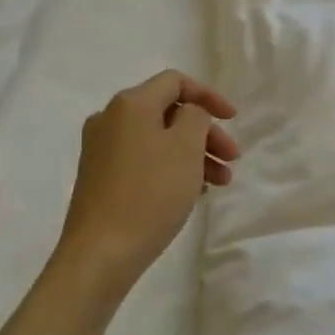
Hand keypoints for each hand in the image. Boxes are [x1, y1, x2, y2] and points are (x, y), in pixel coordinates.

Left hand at [56, 70, 238, 292]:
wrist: (101, 252)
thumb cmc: (150, 193)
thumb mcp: (186, 147)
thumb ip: (196, 117)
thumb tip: (189, 113)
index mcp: (130, 104)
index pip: (175, 82)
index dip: (209, 96)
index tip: (233, 120)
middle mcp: (110, 120)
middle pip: (168, 113)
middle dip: (205, 133)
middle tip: (232, 159)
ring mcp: (101, 150)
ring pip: (158, 140)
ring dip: (193, 154)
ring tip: (219, 183)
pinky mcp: (100, 178)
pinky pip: (144, 160)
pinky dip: (171, 168)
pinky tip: (191, 193)